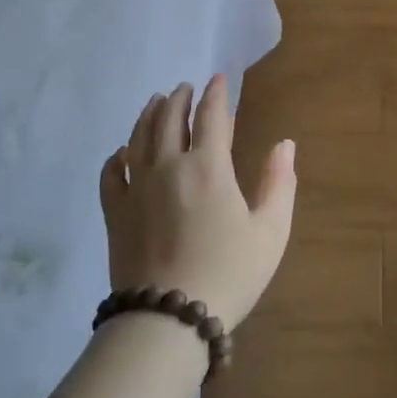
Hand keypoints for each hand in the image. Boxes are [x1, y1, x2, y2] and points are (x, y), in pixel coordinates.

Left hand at [99, 74, 296, 329]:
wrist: (168, 319)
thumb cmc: (228, 273)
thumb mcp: (270, 231)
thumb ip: (279, 183)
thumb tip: (285, 144)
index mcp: (209, 167)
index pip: (211, 116)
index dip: (216, 94)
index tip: (218, 79)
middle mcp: (169, 166)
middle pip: (169, 118)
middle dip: (180, 98)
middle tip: (185, 87)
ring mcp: (137, 188)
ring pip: (138, 137)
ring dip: (149, 114)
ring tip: (156, 102)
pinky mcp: (115, 212)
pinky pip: (111, 173)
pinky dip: (117, 156)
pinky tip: (122, 152)